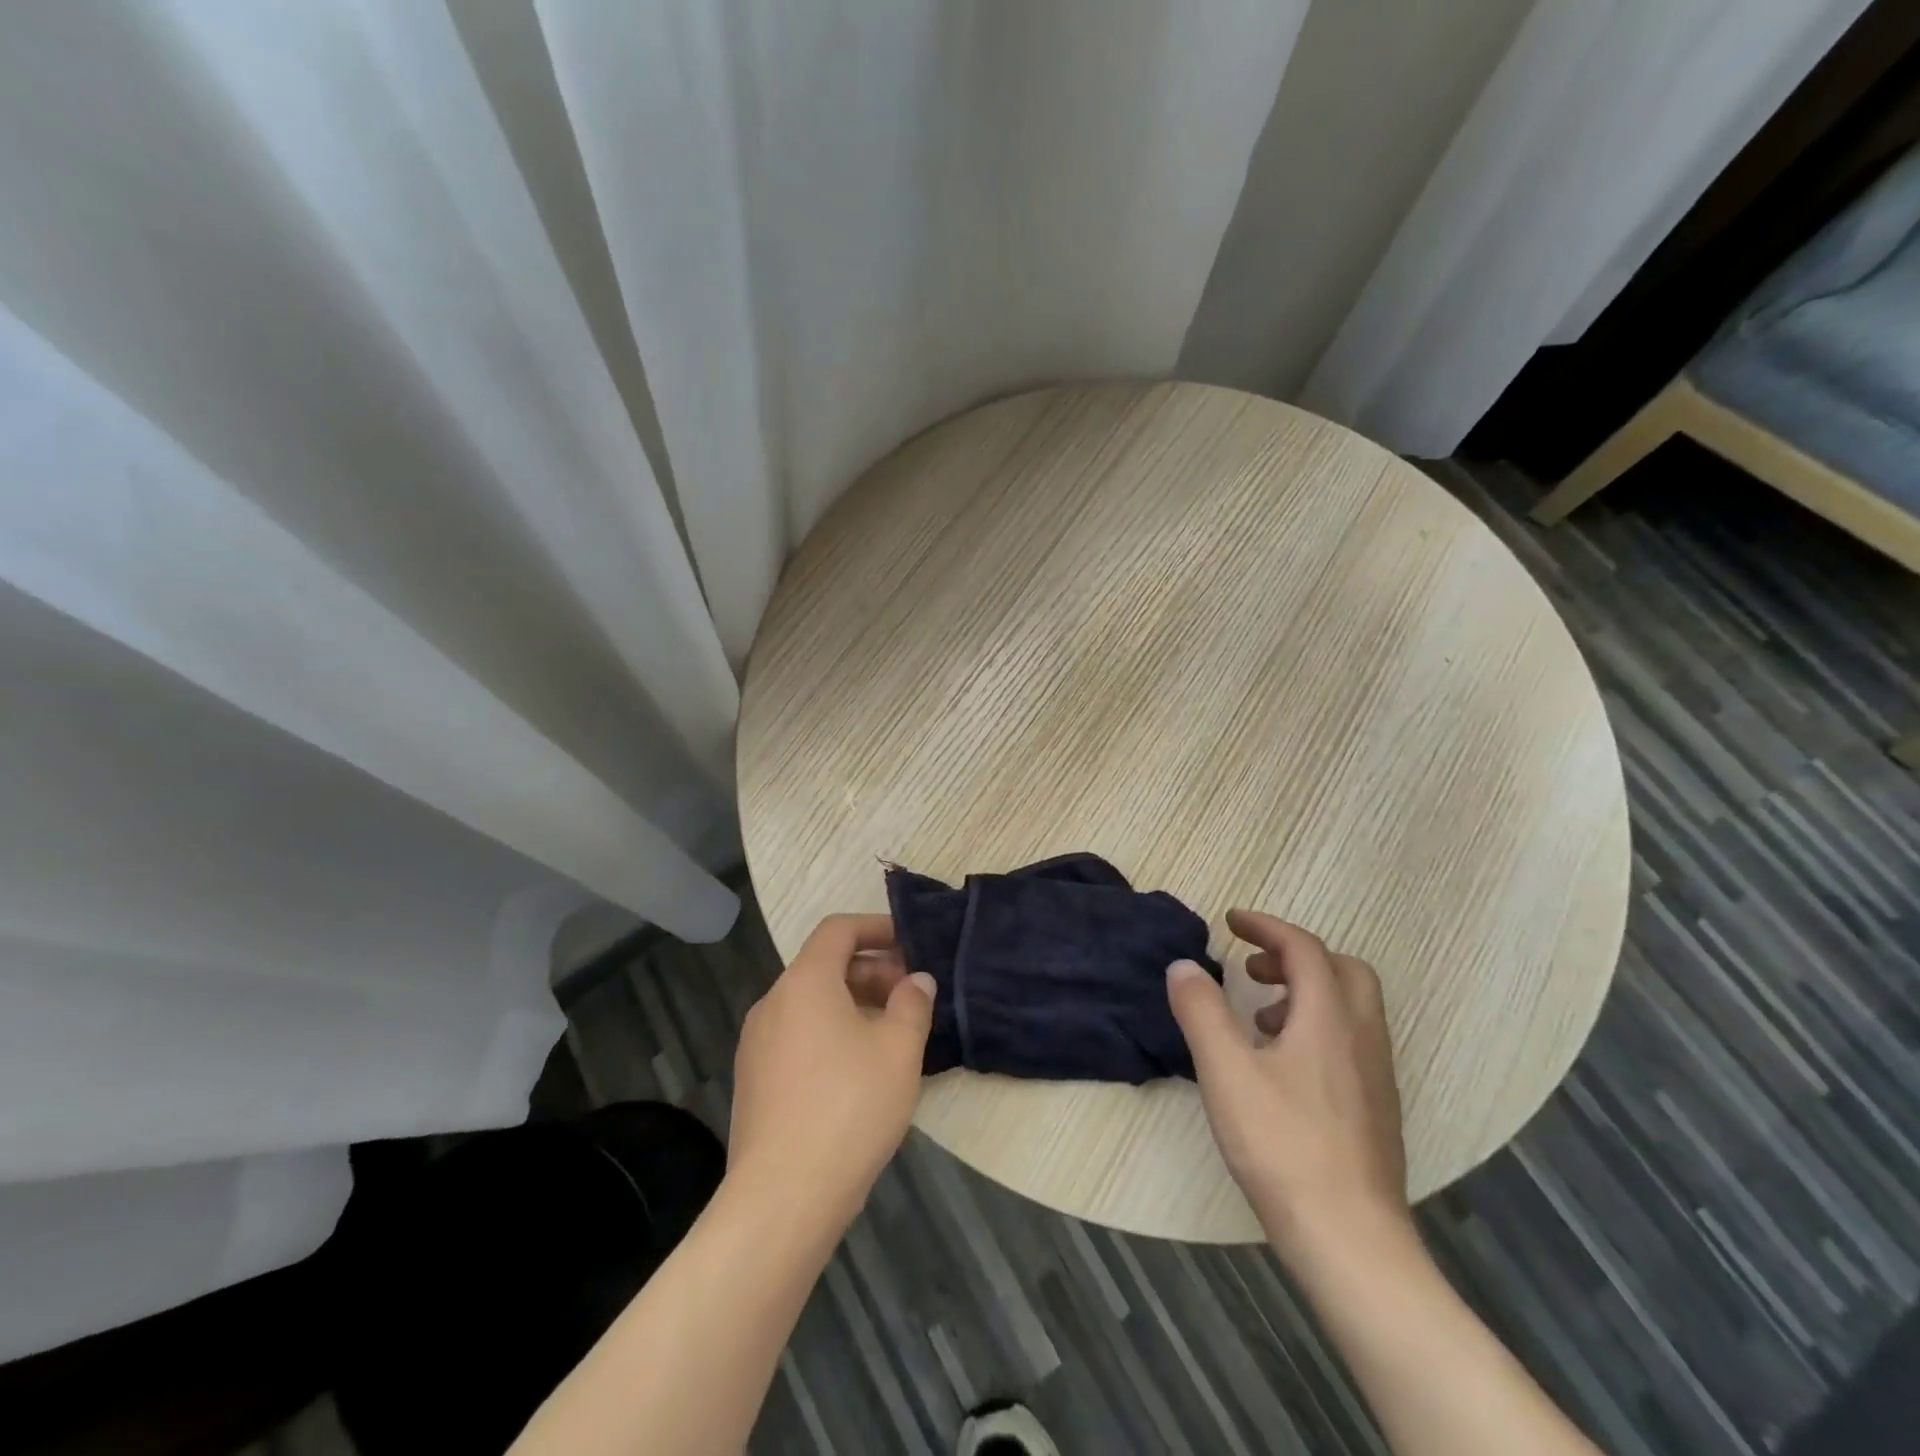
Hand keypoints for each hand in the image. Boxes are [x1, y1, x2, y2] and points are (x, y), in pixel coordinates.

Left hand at [728, 914, 934, 1230]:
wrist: (783, 1198)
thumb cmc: (849, 1108)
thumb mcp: (899, 1050)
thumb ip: (913, 1004)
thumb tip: (917, 980)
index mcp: (805, 982)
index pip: (838, 930)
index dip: (876, 927)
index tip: (910, 944)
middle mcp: (773, 1002)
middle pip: (824, 966)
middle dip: (871, 972)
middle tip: (910, 998)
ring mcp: (756, 1043)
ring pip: (811, 1004)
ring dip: (853, 1004)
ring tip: (890, 1035)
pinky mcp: (753, 1080)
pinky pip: (797, 1036)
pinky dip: (830, 1033)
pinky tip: (858, 1071)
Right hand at [1167, 909, 1408, 1263]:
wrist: (1351, 1242)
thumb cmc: (1283, 1146)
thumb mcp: (1225, 1071)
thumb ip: (1201, 1011)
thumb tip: (1183, 966)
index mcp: (1329, 1017)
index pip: (1303, 948)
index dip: (1266, 926)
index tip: (1231, 922)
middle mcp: (1361, 1037)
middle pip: (1342, 970)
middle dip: (1295, 956)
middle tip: (1253, 969)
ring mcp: (1376, 1076)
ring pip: (1350, 1008)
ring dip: (1306, 993)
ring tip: (1260, 1019)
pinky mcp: (1376, 1109)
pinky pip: (1350, 1041)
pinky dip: (1317, 1028)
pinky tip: (1282, 1068)